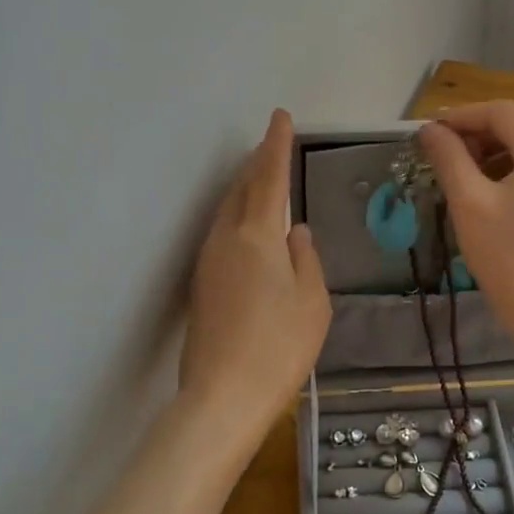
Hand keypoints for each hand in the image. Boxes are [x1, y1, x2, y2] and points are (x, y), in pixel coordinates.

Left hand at [177, 110, 330, 461]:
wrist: (222, 397)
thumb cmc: (278, 346)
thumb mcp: (311, 301)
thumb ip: (305, 259)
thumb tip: (295, 232)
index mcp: (257, 235)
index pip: (269, 177)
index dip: (276, 145)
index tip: (280, 117)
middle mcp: (226, 239)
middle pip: (242, 189)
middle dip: (257, 163)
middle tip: (271, 144)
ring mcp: (208, 262)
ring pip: (228, 211)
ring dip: (245, 189)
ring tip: (262, 178)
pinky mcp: (202, 285)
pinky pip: (222, 234)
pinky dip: (238, 216)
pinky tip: (250, 227)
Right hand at [418, 102, 513, 378]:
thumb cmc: (511, 258)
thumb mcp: (471, 204)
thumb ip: (449, 159)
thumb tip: (430, 130)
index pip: (500, 112)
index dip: (461, 116)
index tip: (428, 134)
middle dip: (473, 136)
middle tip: (437, 157)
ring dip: (486, 156)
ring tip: (454, 178)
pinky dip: (503, 175)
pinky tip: (480, 198)